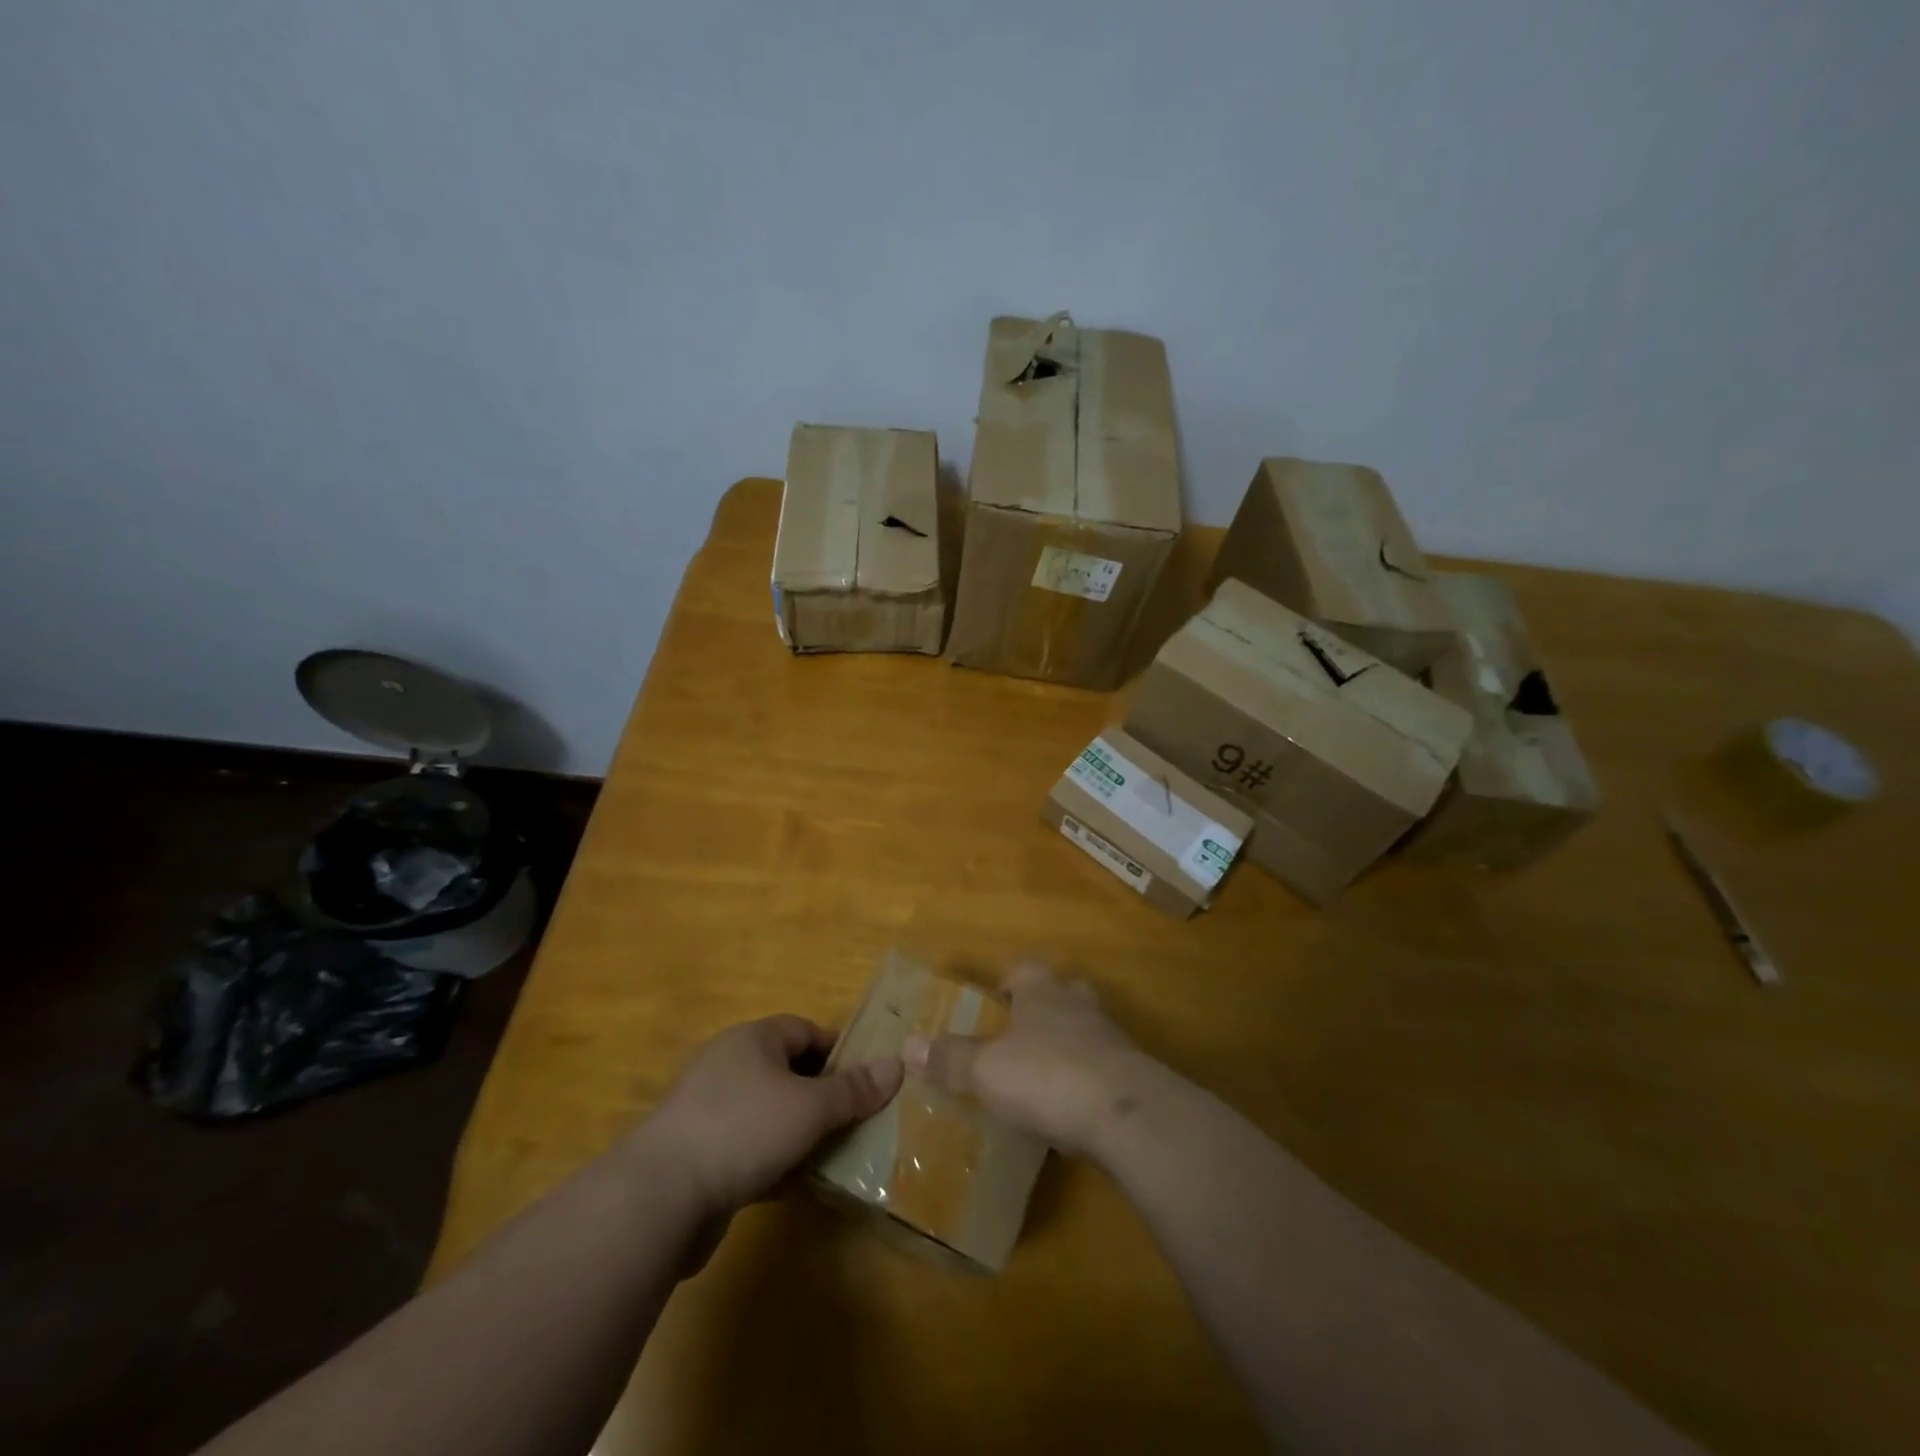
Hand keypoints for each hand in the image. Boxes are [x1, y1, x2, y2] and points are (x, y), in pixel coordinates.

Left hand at [641, 1015, 902, 1217]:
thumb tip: (897, 1064)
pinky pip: (746, 1146)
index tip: (866, 1081)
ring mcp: (707, 1109)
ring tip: (830, 1156)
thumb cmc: (743, 1131)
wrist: (659, 1197)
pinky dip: (770, 1160)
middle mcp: (727, 1064)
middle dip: (821, 1096)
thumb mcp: (810, 1108)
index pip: (805, 1031)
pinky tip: (791, 1185)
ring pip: (767, 1112)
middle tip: (854, 1121)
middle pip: (787, 1071)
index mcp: (752, 1040)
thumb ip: (854, 1089)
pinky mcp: (695, 1152)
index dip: (839, 1052)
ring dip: (797, 1132)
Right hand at [903, 963, 1150, 1157]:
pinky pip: (1101, 1069)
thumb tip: (909, 1045)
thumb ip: (951, 1058)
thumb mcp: (987, 1070)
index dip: (1006, 982)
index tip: (992, 1000)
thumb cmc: (1048, 1076)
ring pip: (1084, 1030)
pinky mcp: (1131, 1076)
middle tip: (1018, 1035)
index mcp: (1042, 992)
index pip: (1023, 970)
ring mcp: (1110, 1039)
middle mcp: (1077, 1005)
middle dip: (1041, 1009)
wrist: (1128, 1115)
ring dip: (1065, 1046)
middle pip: (1060, 993)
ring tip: (1041, 1077)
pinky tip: (1070, 1110)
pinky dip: (1084, 1082)